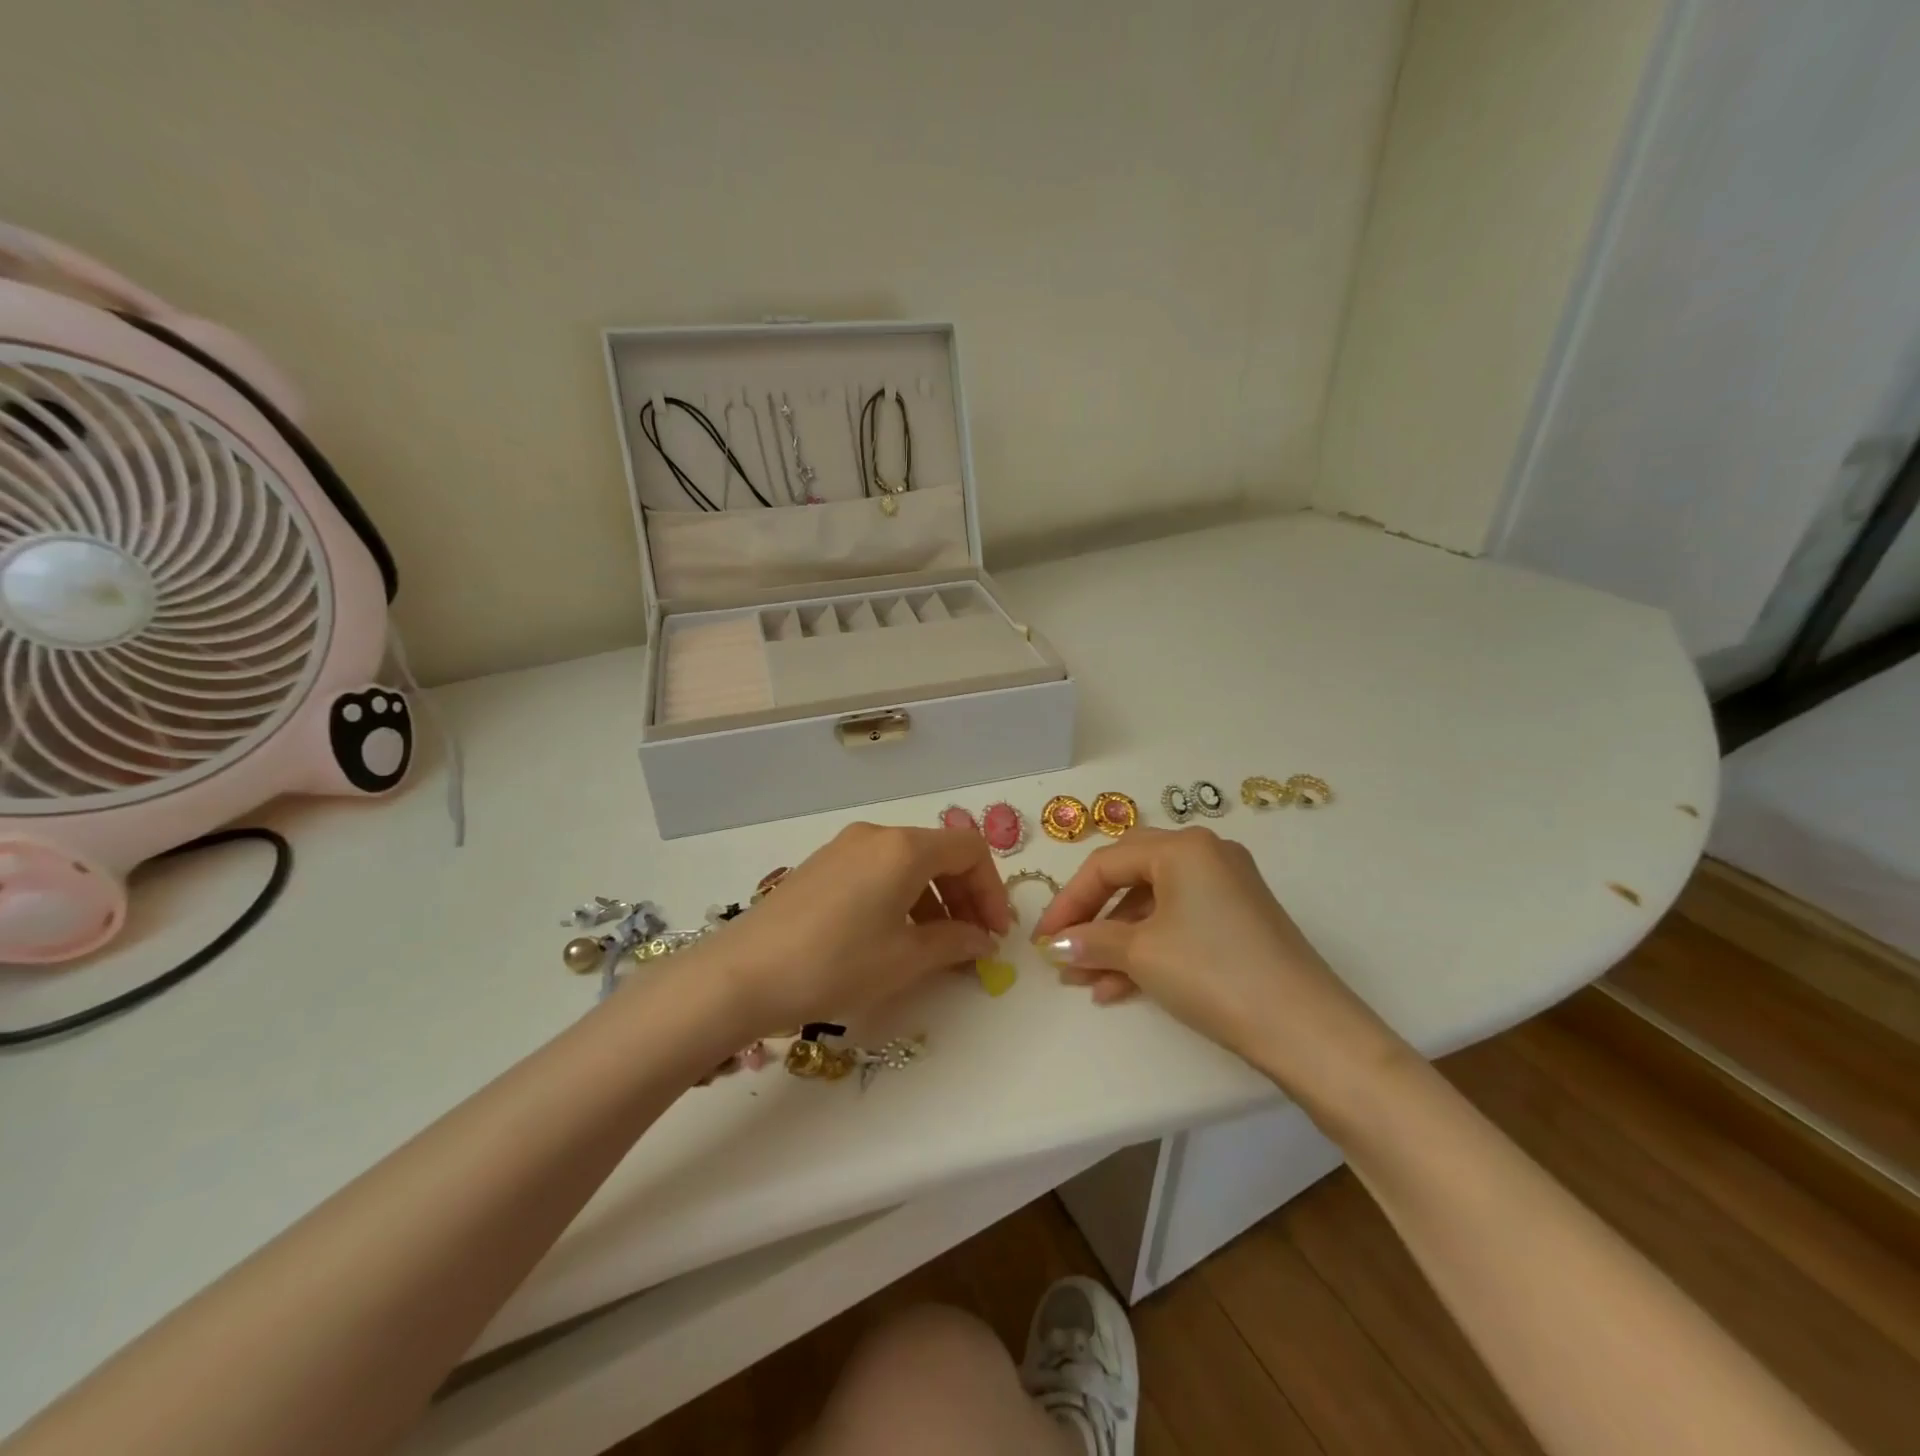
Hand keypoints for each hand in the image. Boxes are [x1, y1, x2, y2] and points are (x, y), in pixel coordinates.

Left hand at [690, 823, 1011, 1038]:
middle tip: (973, 941)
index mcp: (903, 848)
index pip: (969, 849)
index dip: (991, 889)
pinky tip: (893, 936)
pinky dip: (901, 897)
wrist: (741, 975)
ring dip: (933, 899)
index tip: (996, 933)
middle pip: (939, 853)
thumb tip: (982, 940)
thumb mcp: (904, 959)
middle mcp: (875, 835)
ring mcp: (844, 848)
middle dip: (964, 894)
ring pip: (907, 863)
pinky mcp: (821, 866)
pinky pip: (878, 871)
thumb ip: (954, 942)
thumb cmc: (835, 963)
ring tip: (935, 946)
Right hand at [1030, 827, 1407, 1099]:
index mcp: (1182, 847)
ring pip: (1154, 904)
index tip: (1043, 939)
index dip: (1068, 901)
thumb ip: (1091, 942)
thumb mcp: (1142, 954)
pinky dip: (1149, 947)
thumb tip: (1055, 945)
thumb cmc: (1213, 973)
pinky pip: (1180, 922)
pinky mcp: (1241, 918)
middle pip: (1130, 876)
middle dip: (1092, 917)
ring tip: (1088, 981)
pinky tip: (1122, 987)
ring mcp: (1228, 886)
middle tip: (1064, 949)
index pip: (1106, 863)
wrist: (1306, 1029)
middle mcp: (1207, 854)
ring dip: (1118, 940)